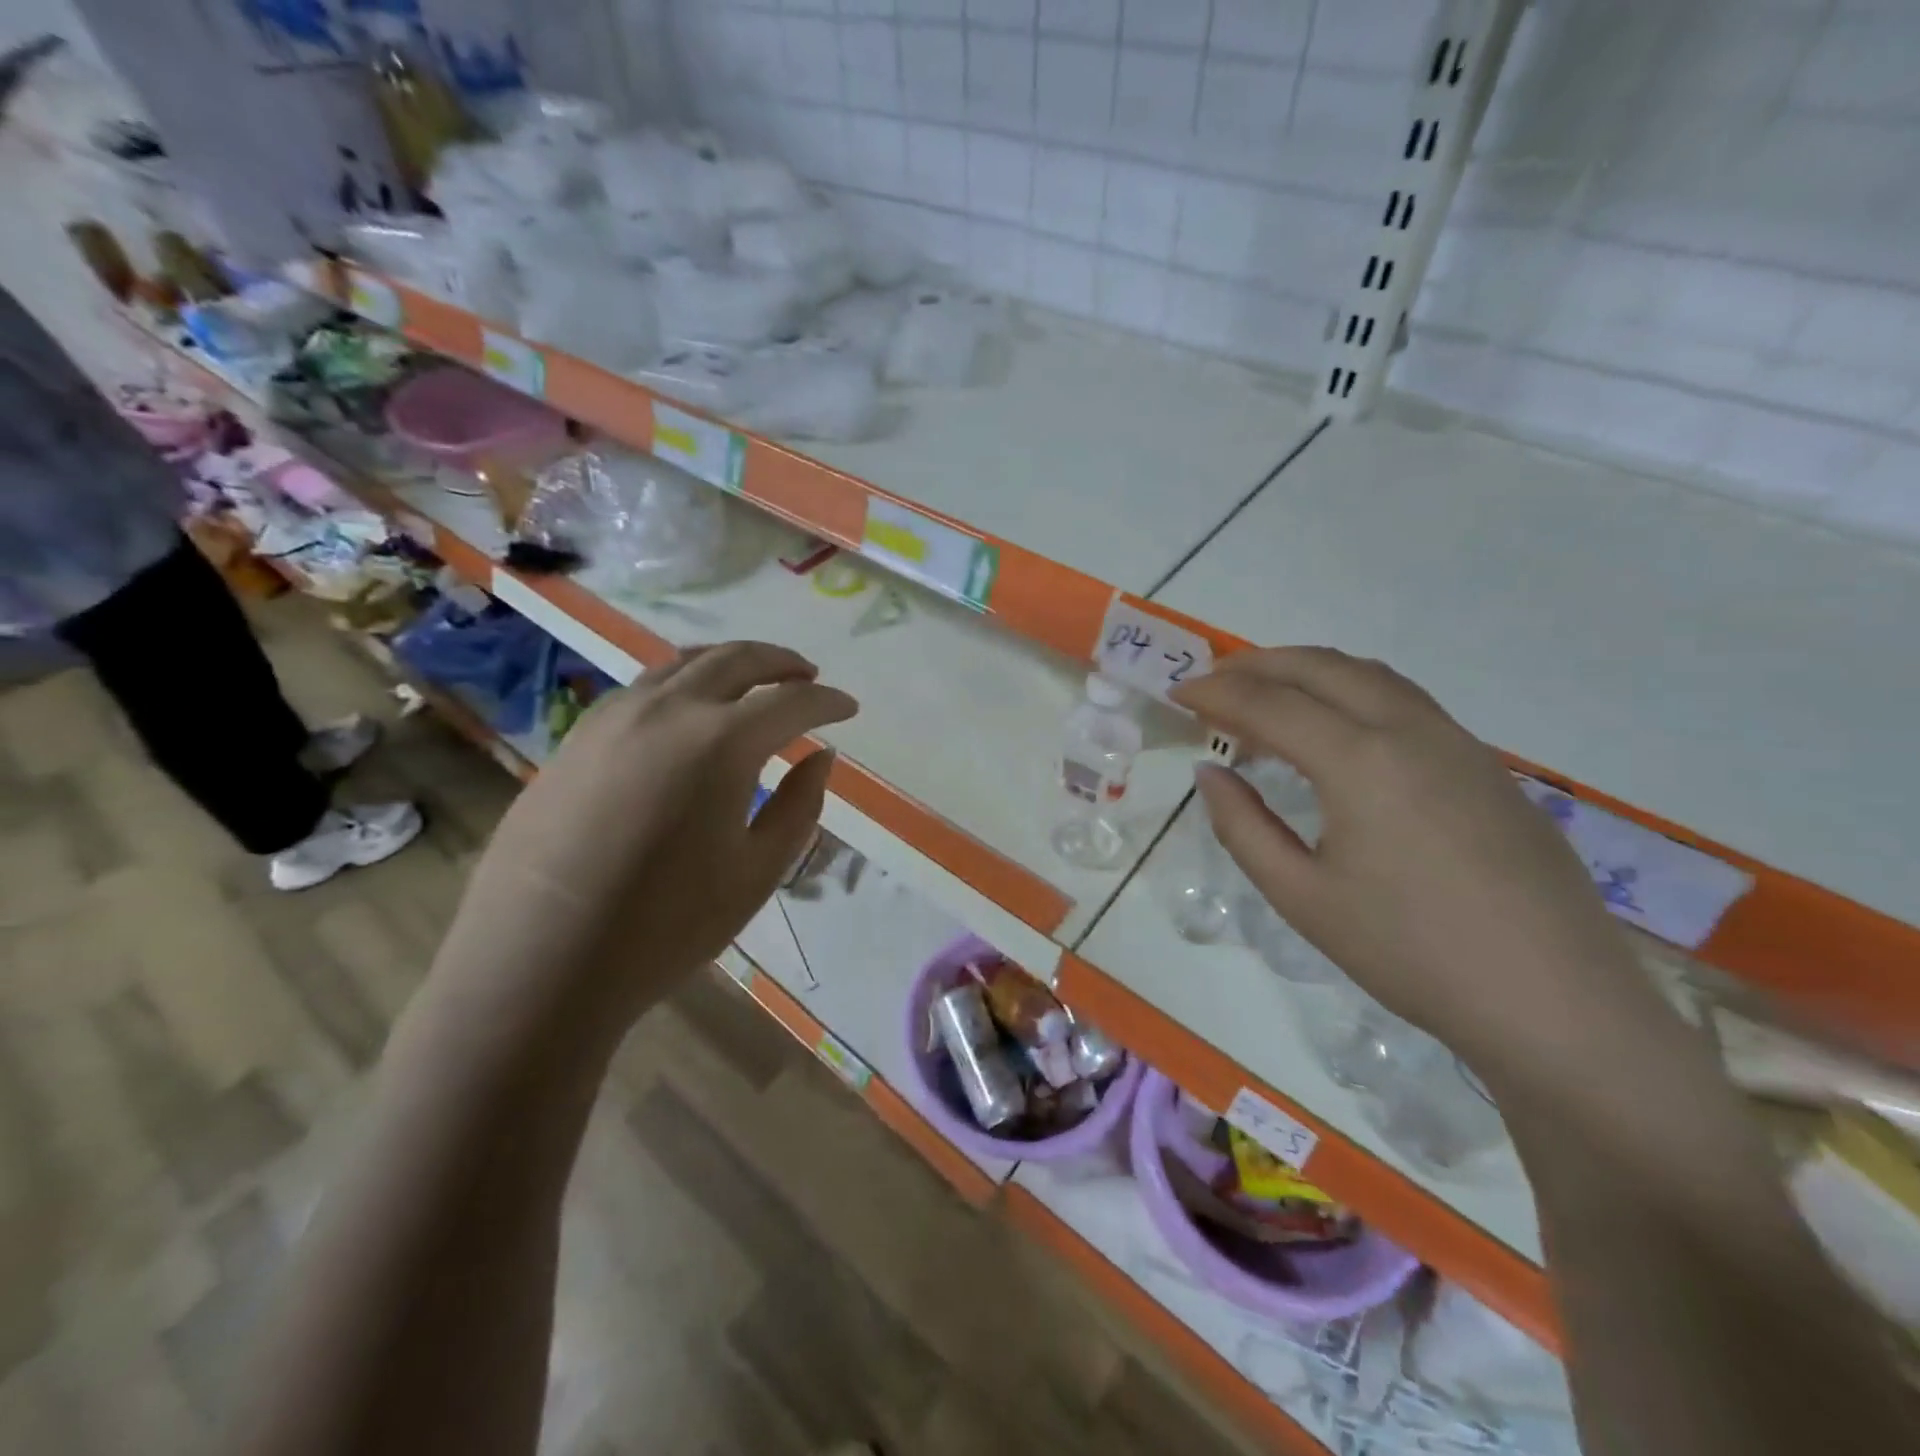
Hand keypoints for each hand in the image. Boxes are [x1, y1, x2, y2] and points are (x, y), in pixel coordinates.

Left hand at [433, 642, 856, 1044]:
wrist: (537, 963)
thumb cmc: (664, 927)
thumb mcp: (756, 873)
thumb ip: (799, 806)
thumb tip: (821, 756)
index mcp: (721, 743)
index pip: (791, 702)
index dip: (828, 702)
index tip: (850, 708)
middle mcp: (668, 711)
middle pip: (736, 660)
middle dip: (782, 663)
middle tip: (809, 677)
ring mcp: (613, 718)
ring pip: (683, 664)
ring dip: (731, 664)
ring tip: (756, 680)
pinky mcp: (577, 738)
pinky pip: (644, 689)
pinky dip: (684, 683)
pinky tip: (690, 711)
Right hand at [1172, 648, 1656, 1081]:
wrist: (1555, 1004)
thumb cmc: (1410, 953)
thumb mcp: (1302, 897)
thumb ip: (1243, 826)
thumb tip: (1209, 773)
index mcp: (1361, 760)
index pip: (1271, 704)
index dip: (1217, 693)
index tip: (1178, 693)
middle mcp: (1411, 731)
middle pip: (1322, 668)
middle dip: (1259, 664)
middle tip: (1214, 680)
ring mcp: (1459, 744)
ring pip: (1370, 676)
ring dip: (1309, 671)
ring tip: (1267, 694)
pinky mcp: (1487, 767)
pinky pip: (1405, 702)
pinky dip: (1351, 693)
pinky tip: (1336, 731)